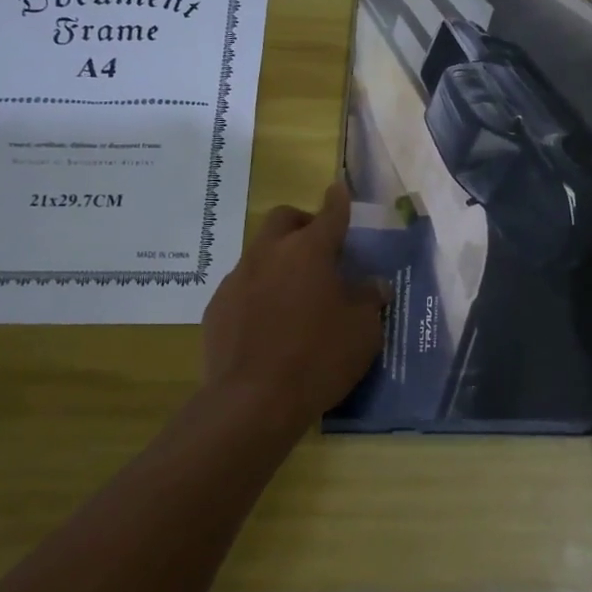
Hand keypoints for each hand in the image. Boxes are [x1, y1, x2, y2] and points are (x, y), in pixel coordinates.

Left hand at [203, 181, 386, 428]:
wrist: (252, 402)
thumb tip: (374, 285)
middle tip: (320, 247)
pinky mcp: (217, 307)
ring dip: (279, 260)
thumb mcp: (363, 331)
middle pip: (283, 220)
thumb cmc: (319, 358)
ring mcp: (238, 279)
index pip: (330, 214)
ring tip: (296, 293)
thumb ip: (369, 300)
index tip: (339, 190)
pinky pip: (243, 286)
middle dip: (302, 223)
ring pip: (260, 252)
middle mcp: (269, 254)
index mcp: (309, 251)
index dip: (338, 201)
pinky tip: (270, 323)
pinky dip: (259, 291)